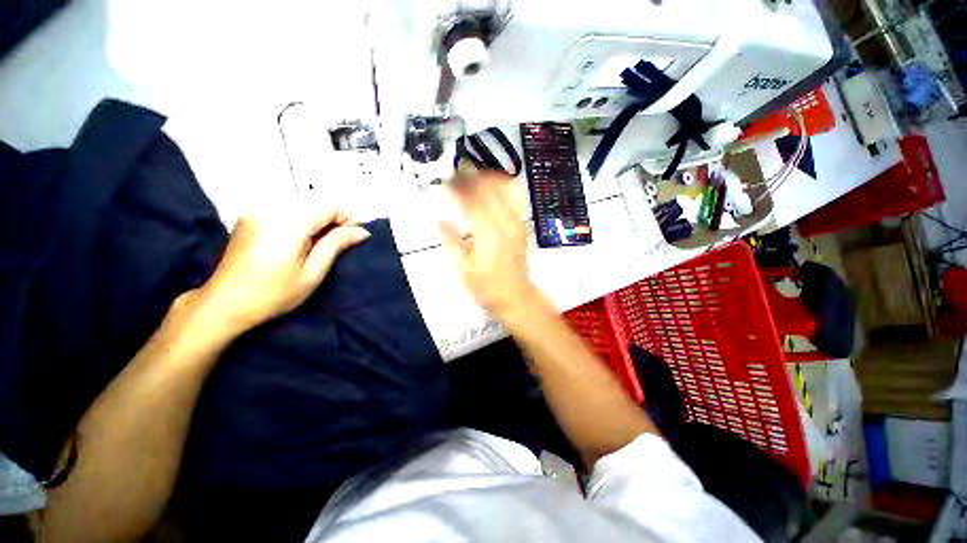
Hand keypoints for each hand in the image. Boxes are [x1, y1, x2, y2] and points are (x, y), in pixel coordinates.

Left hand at [199, 208, 370, 331]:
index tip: (355, 237)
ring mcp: (257, 210)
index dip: (348, 218)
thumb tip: (362, 232)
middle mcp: (270, 209)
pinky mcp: (249, 216)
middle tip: (340, 241)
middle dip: (334, 217)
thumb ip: (336, 245)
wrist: (223, 304)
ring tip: (321, 242)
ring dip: (319, 218)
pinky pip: (286, 207)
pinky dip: (302, 218)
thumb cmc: (273, 295)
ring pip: (302, 203)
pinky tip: (300, 239)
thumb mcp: (312, 273)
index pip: (329, 205)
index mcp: (288, 223)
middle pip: (316, 200)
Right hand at [439, 171, 536, 315]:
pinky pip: (514, 198)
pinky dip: (502, 187)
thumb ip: (452, 242)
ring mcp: (516, 223)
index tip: (446, 181)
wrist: (515, 296)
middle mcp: (504, 223)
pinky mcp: (521, 226)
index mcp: (487, 233)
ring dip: (487, 178)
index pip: (472, 200)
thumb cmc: (487, 286)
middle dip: (471, 177)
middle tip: (456, 173)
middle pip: (488, 189)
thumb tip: (440, 221)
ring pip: (504, 189)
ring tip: (472, 176)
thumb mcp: (464, 268)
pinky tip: (491, 187)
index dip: (458, 187)